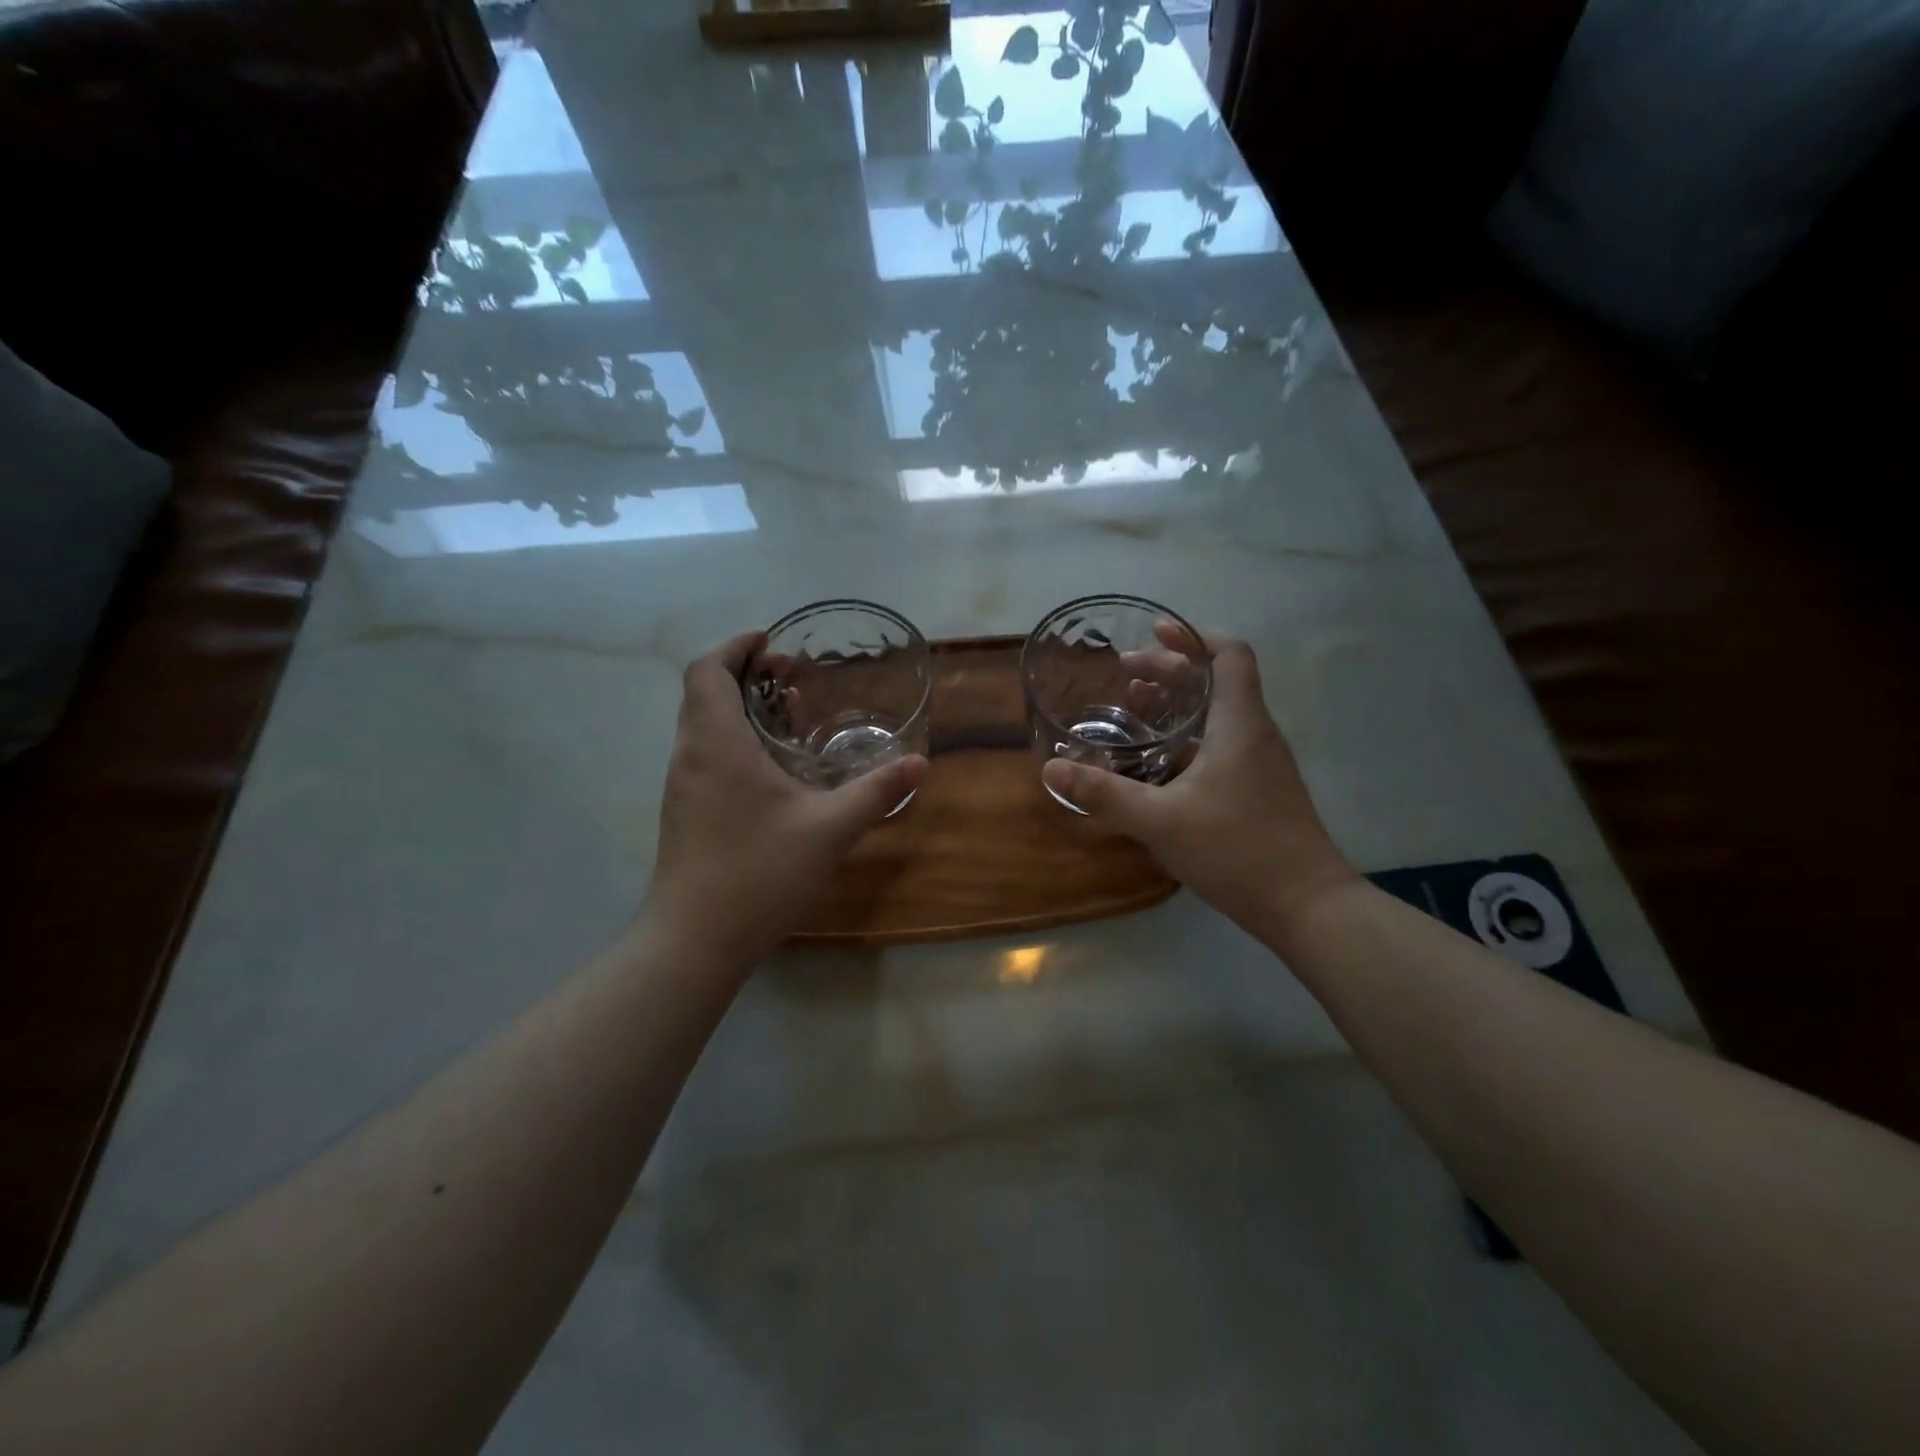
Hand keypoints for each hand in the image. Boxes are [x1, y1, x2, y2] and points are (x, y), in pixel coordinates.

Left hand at [645, 631, 927, 968]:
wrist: (695, 941)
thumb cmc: (759, 873)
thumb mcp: (830, 829)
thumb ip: (876, 792)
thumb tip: (919, 764)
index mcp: (717, 743)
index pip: (707, 670)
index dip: (736, 647)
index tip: (771, 642)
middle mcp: (690, 755)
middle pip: (703, 692)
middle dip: (744, 673)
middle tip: (790, 675)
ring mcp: (682, 785)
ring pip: (702, 725)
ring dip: (738, 707)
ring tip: (787, 714)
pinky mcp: (684, 811)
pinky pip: (705, 754)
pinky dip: (733, 738)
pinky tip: (772, 767)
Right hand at [1041, 633, 1356, 938]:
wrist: (1307, 907)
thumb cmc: (1237, 849)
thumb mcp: (1159, 820)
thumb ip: (1104, 793)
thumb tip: (1051, 768)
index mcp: (1239, 724)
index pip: (1229, 654)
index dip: (1193, 637)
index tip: (1154, 634)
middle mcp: (1255, 734)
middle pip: (1217, 680)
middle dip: (1171, 670)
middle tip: (1125, 676)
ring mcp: (1261, 764)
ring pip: (1218, 715)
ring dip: (1177, 705)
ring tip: (1134, 711)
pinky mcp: (1259, 790)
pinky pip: (1221, 745)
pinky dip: (1188, 738)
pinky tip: (1157, 764)